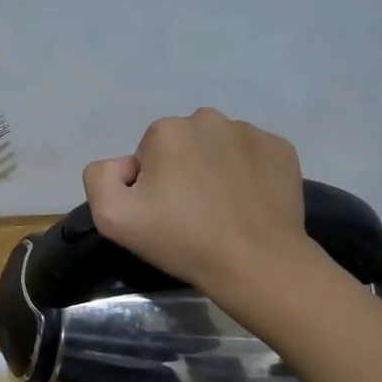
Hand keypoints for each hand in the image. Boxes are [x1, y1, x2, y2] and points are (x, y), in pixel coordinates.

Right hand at [82, 107, 312, 295]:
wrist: (256, 263)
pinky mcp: (282, 149)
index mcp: (167, 130)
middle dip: (182, 171)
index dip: (150, 185)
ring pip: (218, 148)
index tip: (162, 213)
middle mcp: (209, 119)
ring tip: (222, 210)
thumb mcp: (112, 217)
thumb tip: (124, 165)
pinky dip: (247, 174)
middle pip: (183, 145)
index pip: (148, 154)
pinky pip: (252, 156)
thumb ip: (100, 177)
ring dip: (214, 170)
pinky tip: (248, 204)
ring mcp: (251, 132)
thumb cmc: (182, 240)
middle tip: (190, 214)